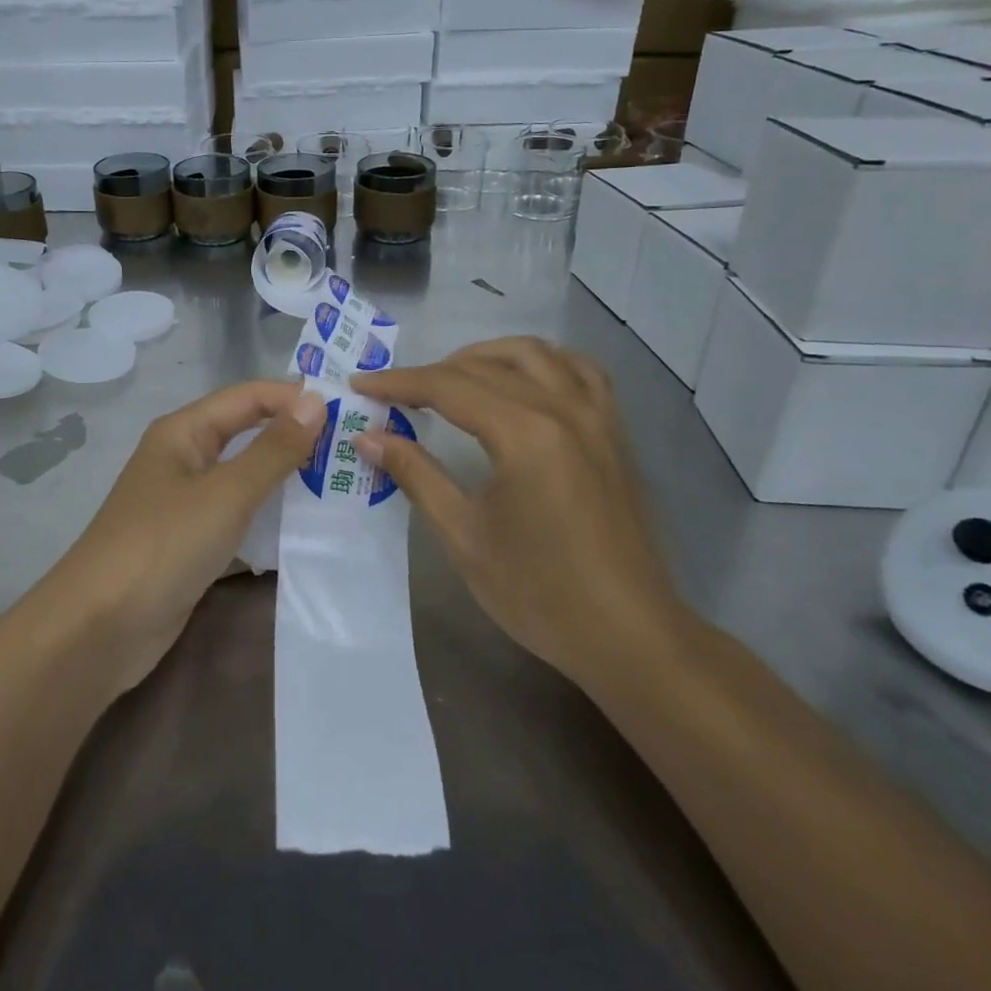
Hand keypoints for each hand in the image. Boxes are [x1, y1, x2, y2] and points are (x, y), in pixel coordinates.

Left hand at [37, 380, 326, 694]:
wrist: (100, 629)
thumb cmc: (163, 544)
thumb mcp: (226, 493)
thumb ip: (273, 449)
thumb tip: (316, 402)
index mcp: (184, 432)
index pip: (248, 397)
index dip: (293, 397)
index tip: (348, 407)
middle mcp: (184, 458)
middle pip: (246, 434)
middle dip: (294, 436)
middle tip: (352, 444)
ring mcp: (185, 503)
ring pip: (244, 478)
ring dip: (285, 478)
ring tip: (341, 481)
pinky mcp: (190, 543)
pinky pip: (237, 517)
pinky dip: (268, 518)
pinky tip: (306, 528)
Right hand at [351, 338, 690, 686]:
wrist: (629, 636)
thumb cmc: (540, 593)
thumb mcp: (464, 536)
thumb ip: (416, 475)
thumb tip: (368, 438)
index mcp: (525, 434)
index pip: (448, 387)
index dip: (398, 383)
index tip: (360, 385)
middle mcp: (563, 409)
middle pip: (485, 366)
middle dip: (432, 372)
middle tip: (395, 394)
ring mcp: (596, 417)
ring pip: (535, 354)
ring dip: (485, 355)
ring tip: (451, 378)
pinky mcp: (614, 433)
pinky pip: (579, 371)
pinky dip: (543, 362)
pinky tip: (523, 380)